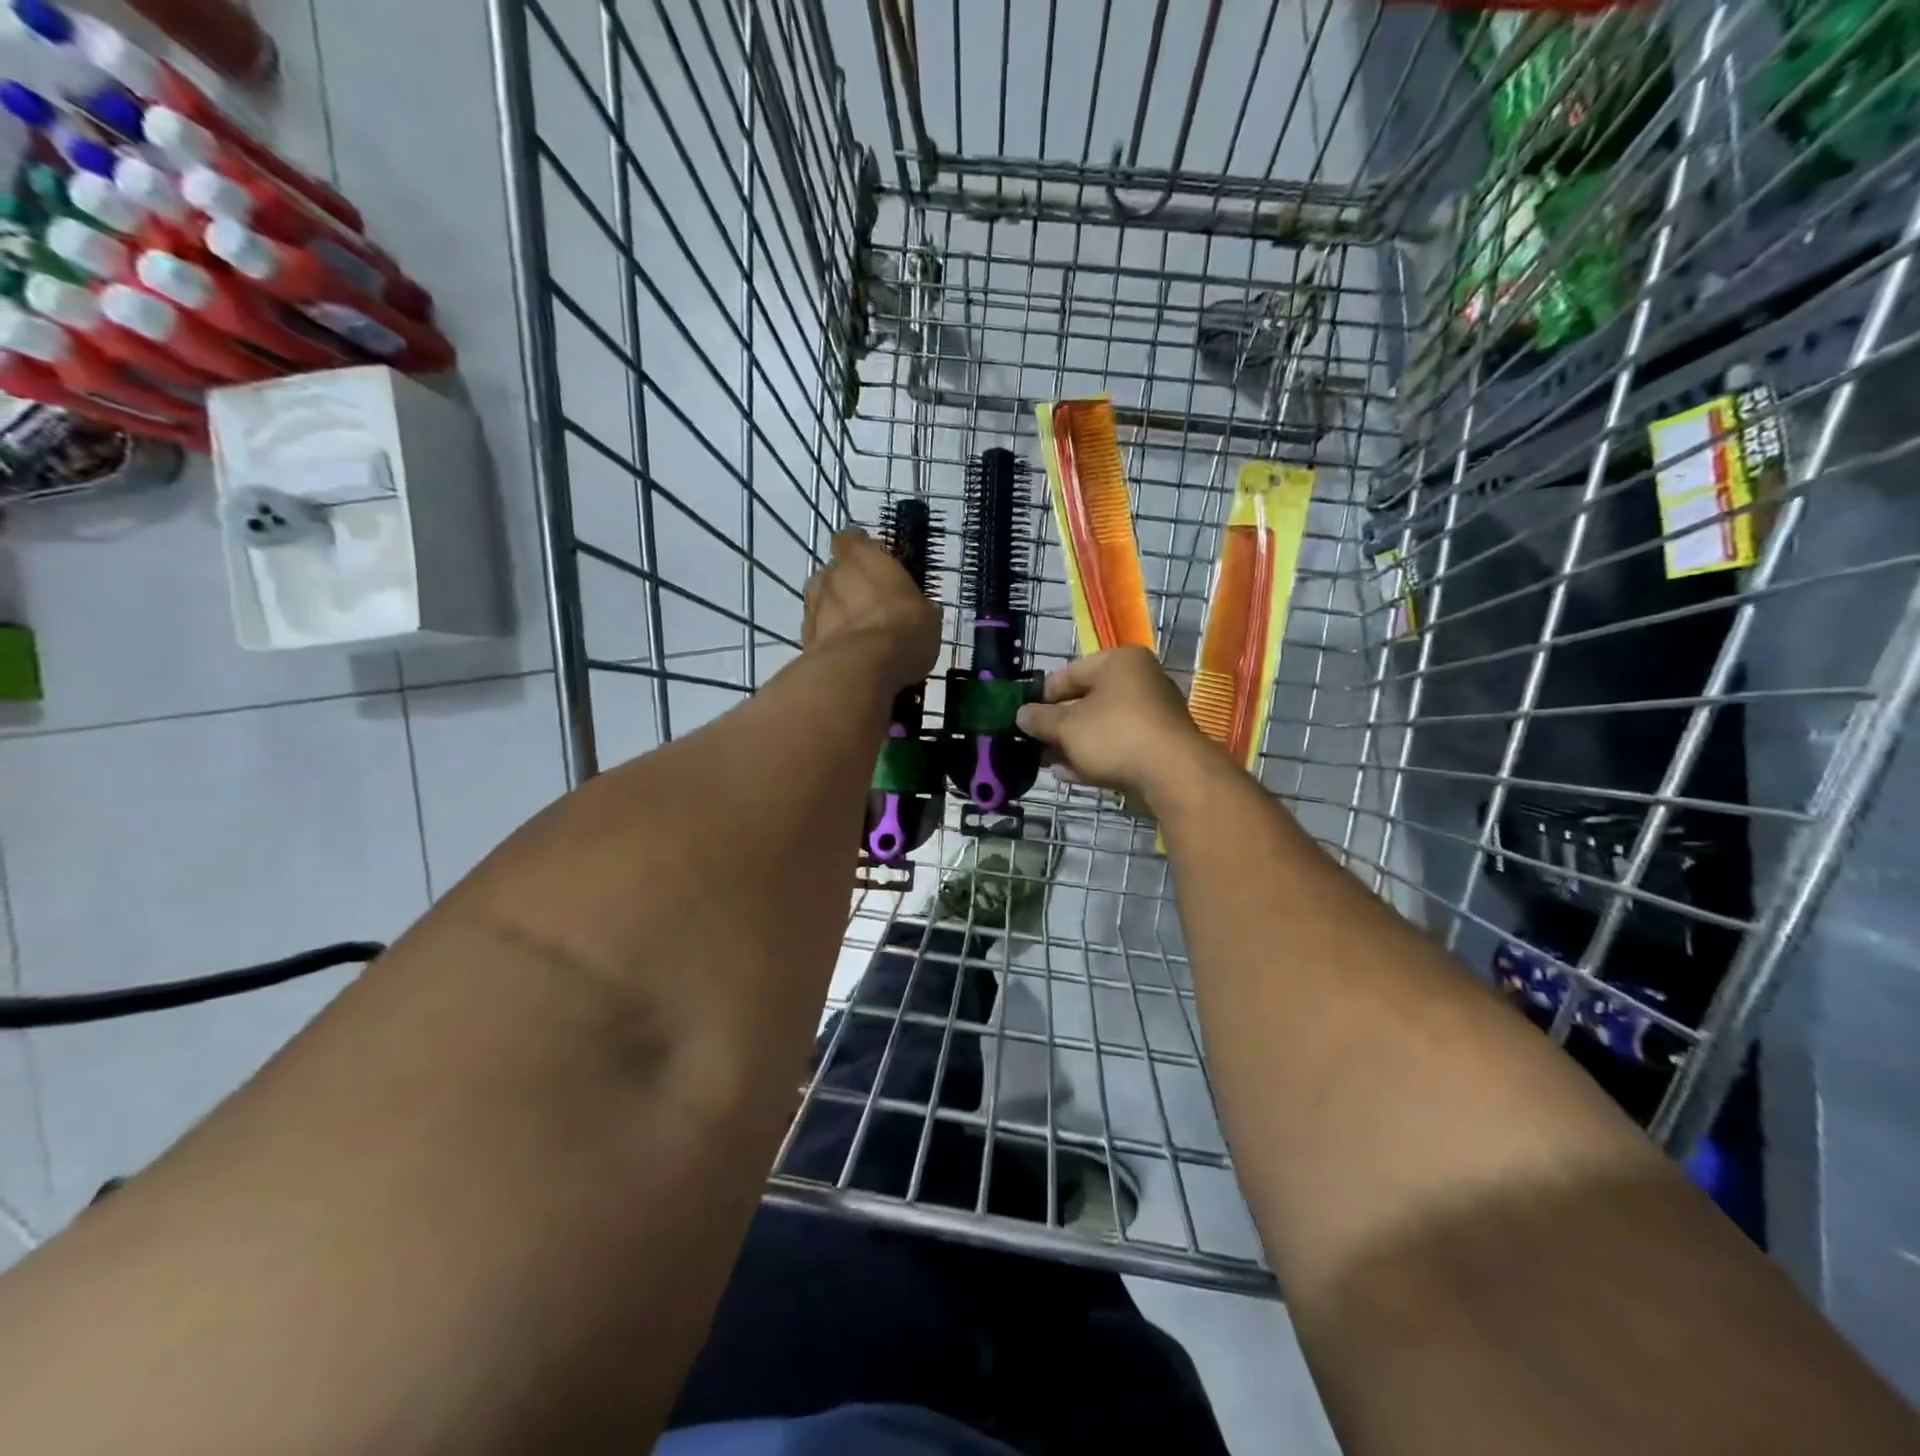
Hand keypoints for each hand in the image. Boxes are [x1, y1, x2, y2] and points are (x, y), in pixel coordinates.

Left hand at [803, 529, 941, 691]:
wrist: (860, 670)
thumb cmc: (902, 631)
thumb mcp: (927, 618)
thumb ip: (917, 606)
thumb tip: (922, 610)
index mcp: (862, 557)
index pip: (851, 539)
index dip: (859, 549)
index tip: (872, 563)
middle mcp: (831, 574)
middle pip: (833, 572)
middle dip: (847, 585)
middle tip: (869, 606)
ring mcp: (813, 606)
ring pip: (822, 602)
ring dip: (834, 613)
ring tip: (857, 634)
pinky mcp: (804, 639)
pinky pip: (818, 633)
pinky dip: (830, 640)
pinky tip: (848, 657)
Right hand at [1016, 646, 1219, 802]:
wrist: (1173, 774)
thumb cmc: (1115, 734)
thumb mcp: (1067, 726)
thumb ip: (1041, 719)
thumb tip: (1021, 714)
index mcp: (1120, 662)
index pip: (1070, 673)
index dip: (1043, 695)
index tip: (1024, 716)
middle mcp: (1140, 681)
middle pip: (1087, 701)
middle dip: (1058, 725)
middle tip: (1033, 743)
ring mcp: (1153, 715)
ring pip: (1102, 728)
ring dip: (1073, 745)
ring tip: (1047, 763)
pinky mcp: (1158, 746)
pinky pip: (1118, 747)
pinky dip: (1094, 757)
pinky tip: (1070, 775)